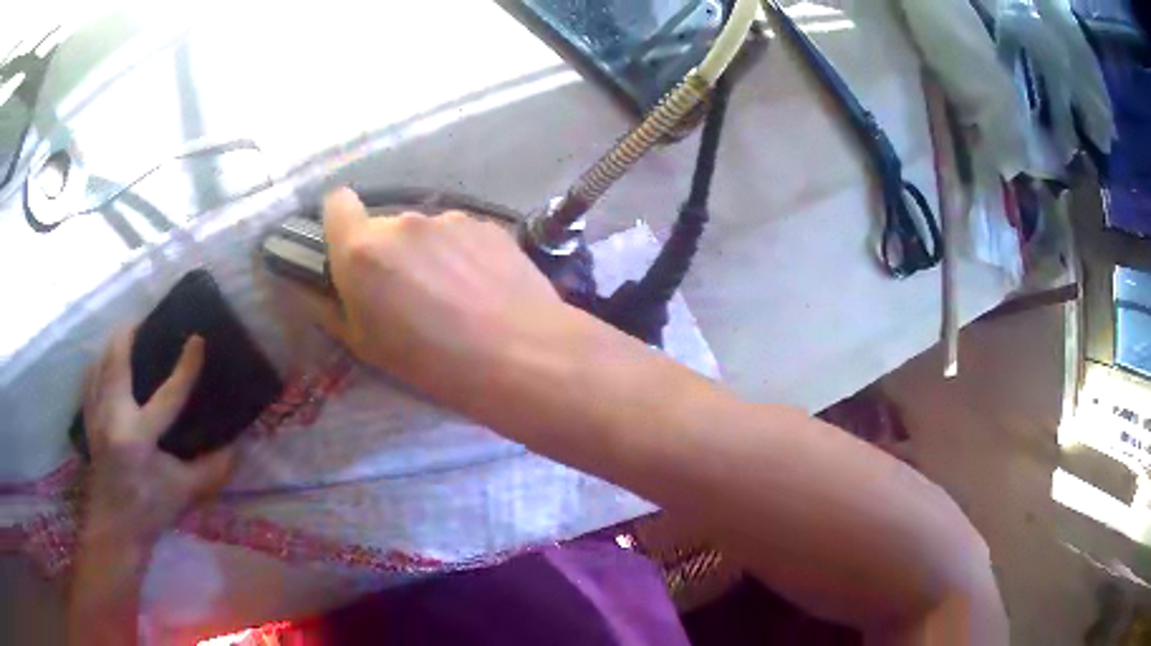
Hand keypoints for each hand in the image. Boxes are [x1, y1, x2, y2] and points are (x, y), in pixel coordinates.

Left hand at [80, 329, 233, 548]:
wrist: (115, 527)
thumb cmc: (150, 510)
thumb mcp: (185, 492)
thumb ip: (212, 469)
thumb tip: (239, 446)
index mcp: (139, 436)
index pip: (168, 394)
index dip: (185, 367)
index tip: (197, 340)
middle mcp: (114, 417)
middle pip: (117, 359)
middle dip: (129, 333)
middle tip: (145, 321)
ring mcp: (97, 415)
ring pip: (100, 363)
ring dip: (113, 345)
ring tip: (126, 335)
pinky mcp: (89, 419)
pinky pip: (90, 379)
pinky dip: (99, 363)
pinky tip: (105, 362)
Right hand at [314, 187, 571, 402]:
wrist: (519, 354)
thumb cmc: (431, 361)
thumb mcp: (365, 346)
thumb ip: (331, 307)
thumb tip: (315, 289)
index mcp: (363, 249)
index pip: (336, 203)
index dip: (338, 223)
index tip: (347, 250)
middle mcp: (403, 222)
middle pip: (384, 226)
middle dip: (387, 252)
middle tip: (407, 294)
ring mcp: (450, 219)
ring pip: (424, 231)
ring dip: (427, 253)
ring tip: (454, 296)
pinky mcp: (487, 223)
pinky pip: (460, 235)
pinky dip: (462, 254)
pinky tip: (483, 288)